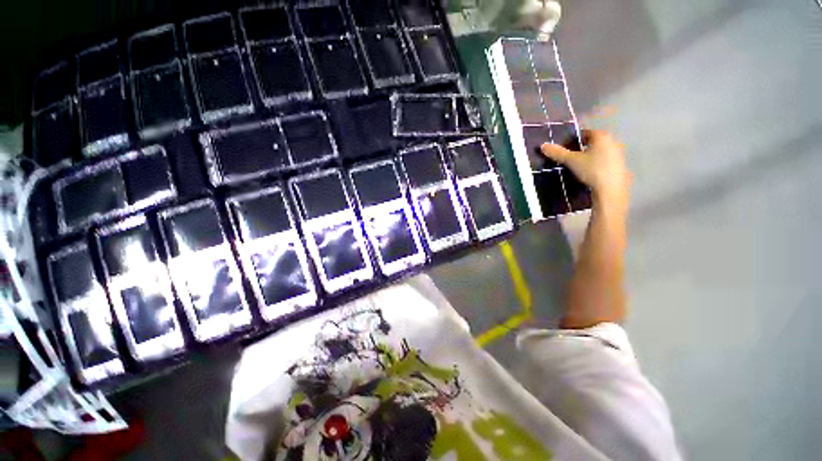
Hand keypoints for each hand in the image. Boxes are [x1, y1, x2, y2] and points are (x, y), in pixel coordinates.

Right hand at [541, 130, 630, 211]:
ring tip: (578, 167)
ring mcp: (618, 154)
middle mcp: (612, 141)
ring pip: (599, 151)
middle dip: (581, 148)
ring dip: (589, 156)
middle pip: (593, 142)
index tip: (564, 148)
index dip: (573, 139)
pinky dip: (596, 164)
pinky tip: (589, 173)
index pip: (584, 132)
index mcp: (601, 136)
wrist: (611, 189)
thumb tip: (543, 146)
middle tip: (569, 158)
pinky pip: (604, 161)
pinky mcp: (620, 166)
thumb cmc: (591, 169)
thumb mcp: (571, 161)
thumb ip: (558, 153)